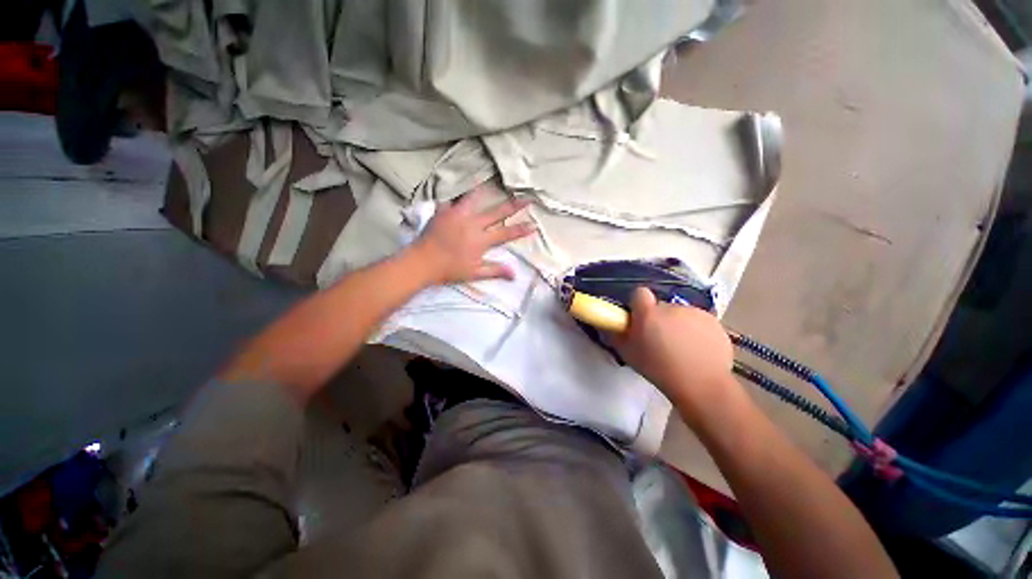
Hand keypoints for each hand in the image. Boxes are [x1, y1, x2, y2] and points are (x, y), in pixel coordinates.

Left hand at [411, 187, 535, 284]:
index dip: (521, 229)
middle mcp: (473, 223)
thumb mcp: (475, 273)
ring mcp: (458, 214)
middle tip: (526, 198)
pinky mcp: (443, 211)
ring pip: (474, 198)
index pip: (506, 233)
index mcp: (481, 239)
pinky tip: (459, 192)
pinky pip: (452, 199)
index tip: (533, 225)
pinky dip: (457, 196)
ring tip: (491, 182)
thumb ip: (495, 270)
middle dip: (514, 205)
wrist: (423, 262)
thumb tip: (515, 274)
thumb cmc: (450, 269)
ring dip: (485, 191)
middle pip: (497, 212)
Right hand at [610, 287, 735, 408]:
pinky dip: (696, 331)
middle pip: (661, 307)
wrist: (702, 385)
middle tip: (660, 340)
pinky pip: (699, 321)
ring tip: (681, 349)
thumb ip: (615, 335)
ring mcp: (695, 313)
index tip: (639, 319)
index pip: (639, 293)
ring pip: (681, 314)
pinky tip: (698, 350)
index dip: (638, 305)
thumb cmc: (658, 370)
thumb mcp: (628, 354)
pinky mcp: (714, 321)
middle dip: (659, 319)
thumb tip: (609, 325)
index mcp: (649, 313)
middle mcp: (671, 307)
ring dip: (678, 325)